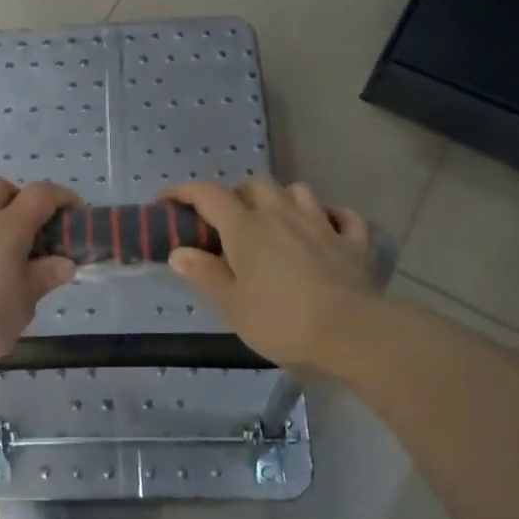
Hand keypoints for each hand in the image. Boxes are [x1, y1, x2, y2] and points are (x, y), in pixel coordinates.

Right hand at [161, 178, 378, 371]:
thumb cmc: (282, 320)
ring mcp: (321, 223)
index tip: (165, 203)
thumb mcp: (232, 305)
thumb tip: (179, 251)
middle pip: (253, 186)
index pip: (207, 194)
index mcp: (245, 227)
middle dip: (236, 196)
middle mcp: (281, 213)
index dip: (182, 192)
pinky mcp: (353, 241)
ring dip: (282, 199)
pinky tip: (327, 228)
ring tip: (276, 221)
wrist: (353, 332)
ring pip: (297, 191)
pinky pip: (343, 216)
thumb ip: (205, 274)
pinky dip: (332, 217)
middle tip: (227, 223)